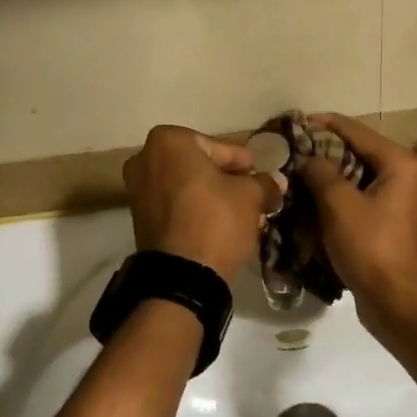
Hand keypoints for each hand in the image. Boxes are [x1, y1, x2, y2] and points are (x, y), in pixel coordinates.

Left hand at [123, 125, 276, 282]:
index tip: (260, 178)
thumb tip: (278, 180)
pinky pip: (176, 206)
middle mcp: (145, 158)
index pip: (220, 147)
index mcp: (169, 141)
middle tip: (254, 198)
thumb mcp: (251, 197)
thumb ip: (265, 183)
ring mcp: (138, 189)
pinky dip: (197, 211)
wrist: (182, 275)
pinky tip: (223, 227)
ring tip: (245, 217)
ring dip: (216, 199)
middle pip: (201, 167)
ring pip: (189, 187)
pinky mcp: (139, 218)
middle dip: (229, 183)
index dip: (244, 165)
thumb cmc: (216, 220)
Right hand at [299, 113, 416, 326]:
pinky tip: (313, 200)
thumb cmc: (370, 247)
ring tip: (297, 173)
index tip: (294, 123)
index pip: (356, 131)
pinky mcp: (393, 221)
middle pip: (360, 151)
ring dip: (330, 175)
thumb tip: (307, 158)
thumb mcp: (338, 204)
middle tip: (291, 151)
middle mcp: (407, 174)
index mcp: (400, 162)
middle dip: (325, 151)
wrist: (397, 301)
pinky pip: (362, 198)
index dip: (324, 125)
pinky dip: (340, 196)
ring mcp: (402, 199)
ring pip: (359, 176)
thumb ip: (320, 172)